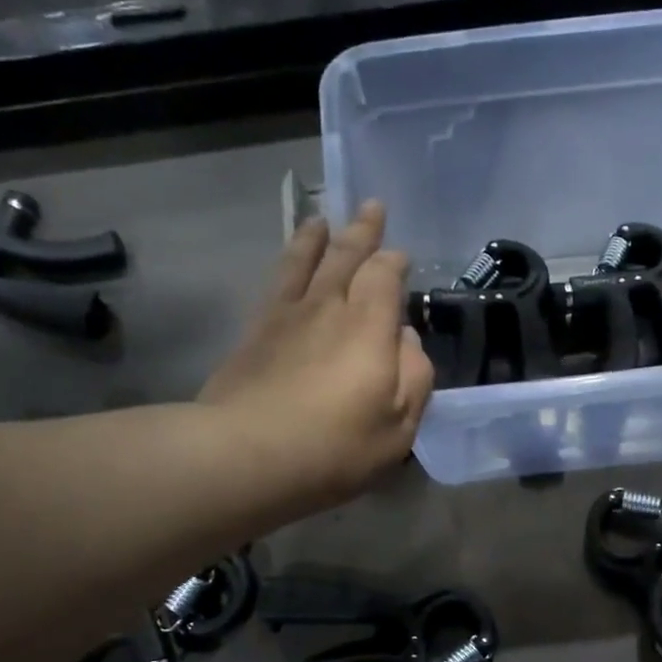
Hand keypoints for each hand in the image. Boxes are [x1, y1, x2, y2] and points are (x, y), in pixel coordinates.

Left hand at [200, 201, 433, 503]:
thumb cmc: (337, 445)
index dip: (394, 263)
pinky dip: (285, 264)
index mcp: (369, 326)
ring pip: (304, 262)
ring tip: (321, 220)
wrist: (248, 454)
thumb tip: (405, 338)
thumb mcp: (399, 425)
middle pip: (345, 257)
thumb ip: (413, 376)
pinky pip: (274, 284)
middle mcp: (328, 307)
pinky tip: (287, 265)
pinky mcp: (253, 334)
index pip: (385, 276)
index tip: (400, 257)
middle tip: (371, 207)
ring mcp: (286, 317)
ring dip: (316, 238)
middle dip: (362, 231)